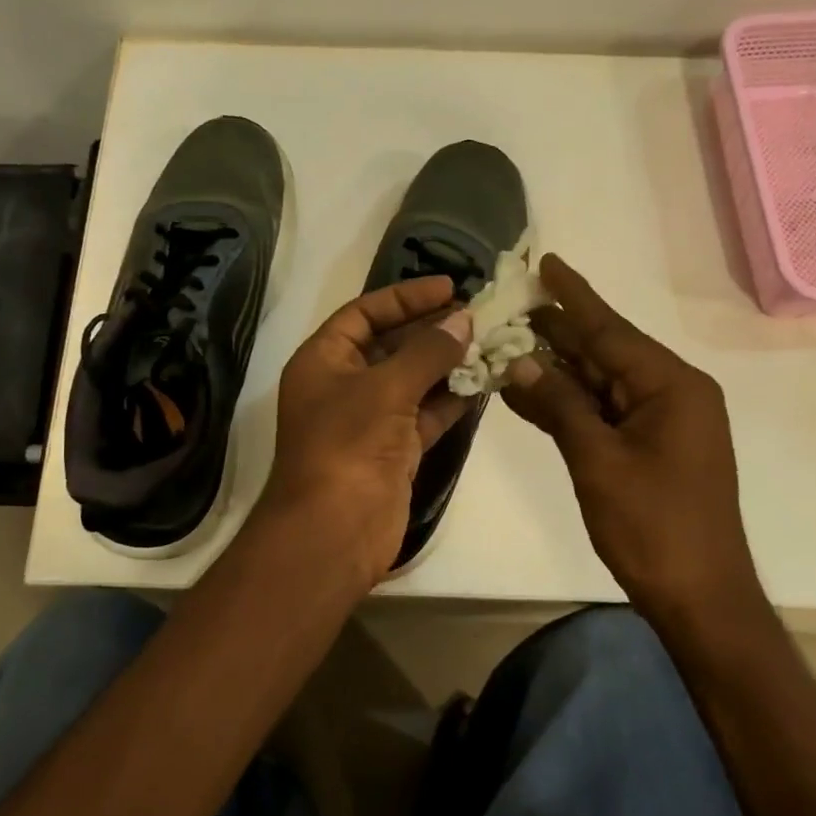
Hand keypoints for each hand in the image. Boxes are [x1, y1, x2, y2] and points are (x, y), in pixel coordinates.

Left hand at [256, 276, 472, 587]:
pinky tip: (485, 382)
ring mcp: (370, 420)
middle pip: (391, 345)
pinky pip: (426, 414)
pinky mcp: (395, 450)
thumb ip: (427, 351)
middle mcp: (344, 385)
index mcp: (323, 360)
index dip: (404, 297)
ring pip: (413, 381)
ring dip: (448, 364)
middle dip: (432, 330)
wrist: (335, 530)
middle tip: (479, 315)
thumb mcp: (386, 388)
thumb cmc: (348, 444)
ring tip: (492, 343)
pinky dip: (452, 400)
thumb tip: (464, 319)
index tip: (448, 286)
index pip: (363, 314)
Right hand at [503, 255, 765, 625]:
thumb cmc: (652, 525)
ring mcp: (663, 423)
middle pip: (606, 353)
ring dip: (558, 370)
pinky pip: (604, 414)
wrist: (698, 595)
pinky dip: (569, 405)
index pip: (612, 330)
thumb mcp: (597, 460)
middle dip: (560, 332)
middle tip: (512, 306)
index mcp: (671, 386)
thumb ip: (559, 405)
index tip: (546, 262)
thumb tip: (519, 362)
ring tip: (511, 343)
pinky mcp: (650, 449)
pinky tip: (530, 394)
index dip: (574, 297)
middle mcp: (672, 394)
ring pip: (601, 384)